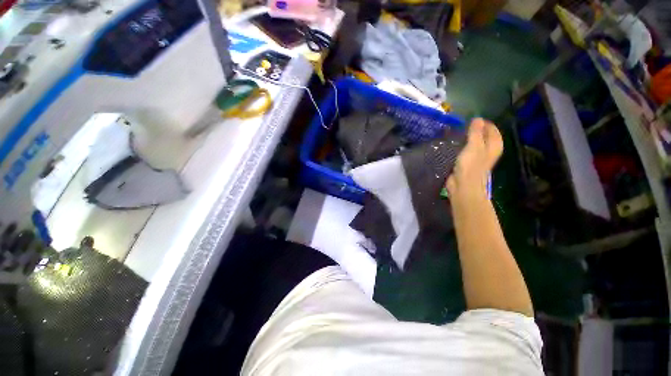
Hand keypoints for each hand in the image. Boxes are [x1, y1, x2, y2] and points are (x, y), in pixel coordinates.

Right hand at [446, 118, 502, 199]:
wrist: (463, 185)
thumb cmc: (471, 165)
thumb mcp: (474, 146)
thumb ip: (476, 132)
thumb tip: (478, 119)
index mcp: (494, 145)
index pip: (492, 129)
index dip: (483, 123)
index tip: (471, 119)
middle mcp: (488, 151)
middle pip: (484, 136)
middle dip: (475, 130)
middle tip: (463, 125)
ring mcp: (478, 158)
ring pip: (474, 143)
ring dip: (467, 139)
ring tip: (457, 133)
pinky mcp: (467, 163)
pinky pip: (466, 151)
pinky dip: (461, 146)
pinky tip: (454, 145)